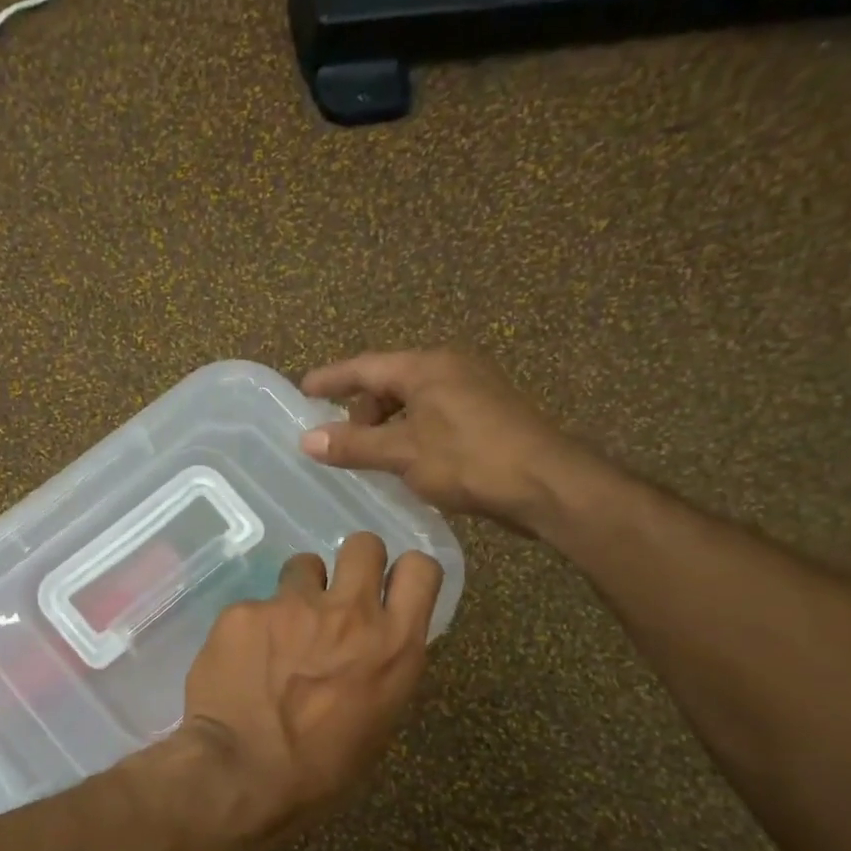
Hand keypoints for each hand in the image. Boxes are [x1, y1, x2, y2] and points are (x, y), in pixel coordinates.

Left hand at [180, 532, 440, 846]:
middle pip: (364, 544)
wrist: (241, 774)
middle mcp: (350, 613)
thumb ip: (380, 671)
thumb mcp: (376, 725)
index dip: (405, 573)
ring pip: (304, 565)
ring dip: (299, 591)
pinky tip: (239, 662)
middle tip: (335, 596)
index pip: (421, 569)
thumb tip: (368, 652)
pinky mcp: (245, 611)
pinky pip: (254, 605)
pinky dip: (251, 627)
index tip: (389, 588)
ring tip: (281, 630)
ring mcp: (293, 606)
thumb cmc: (319, 772)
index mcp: (394, 646)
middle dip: (353, 562)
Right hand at [298, 349, 596, 534]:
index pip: (365, 366)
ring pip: (415, 400)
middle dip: (362, 409)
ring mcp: (474, 388)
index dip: (331, 379)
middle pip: (391, 381)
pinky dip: (412, 432)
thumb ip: (354, 445)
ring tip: (373, 457)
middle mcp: (451, 367)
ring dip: (388, 425)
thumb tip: (307, 439)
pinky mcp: (488, 414)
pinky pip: (435, 415)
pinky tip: (408, 462)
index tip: (303, 390)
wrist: (547, 484)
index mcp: (427, 366)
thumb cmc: (470, 460)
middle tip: (342, 441)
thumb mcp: (403, 453)